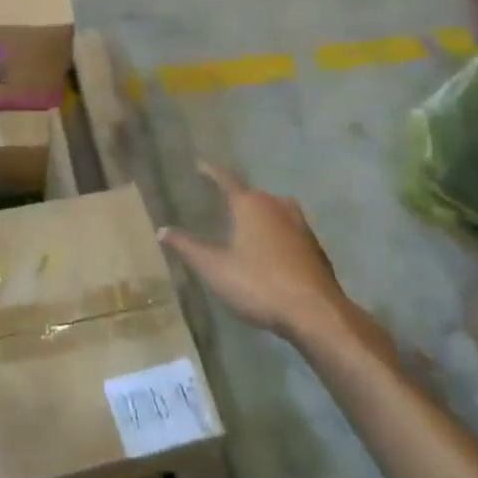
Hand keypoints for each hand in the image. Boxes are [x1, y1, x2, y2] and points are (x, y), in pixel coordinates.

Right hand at [159, 165, 376, 348]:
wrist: (316, 313)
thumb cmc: (259, 284)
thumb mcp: (214, 268)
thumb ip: (188, 247)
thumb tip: (162, 230)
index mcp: (251, 205)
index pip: (227, 179)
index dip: (211, 172)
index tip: (200, 165)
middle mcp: (277, 206)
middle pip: (253, 194)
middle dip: (237, 196)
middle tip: (220, 200)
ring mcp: (300, 225)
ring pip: (274, 210)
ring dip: (259, 214)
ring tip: (245, 224)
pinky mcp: (314, 246)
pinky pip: (288, 229)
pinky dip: (275, 232)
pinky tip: (270, 250)